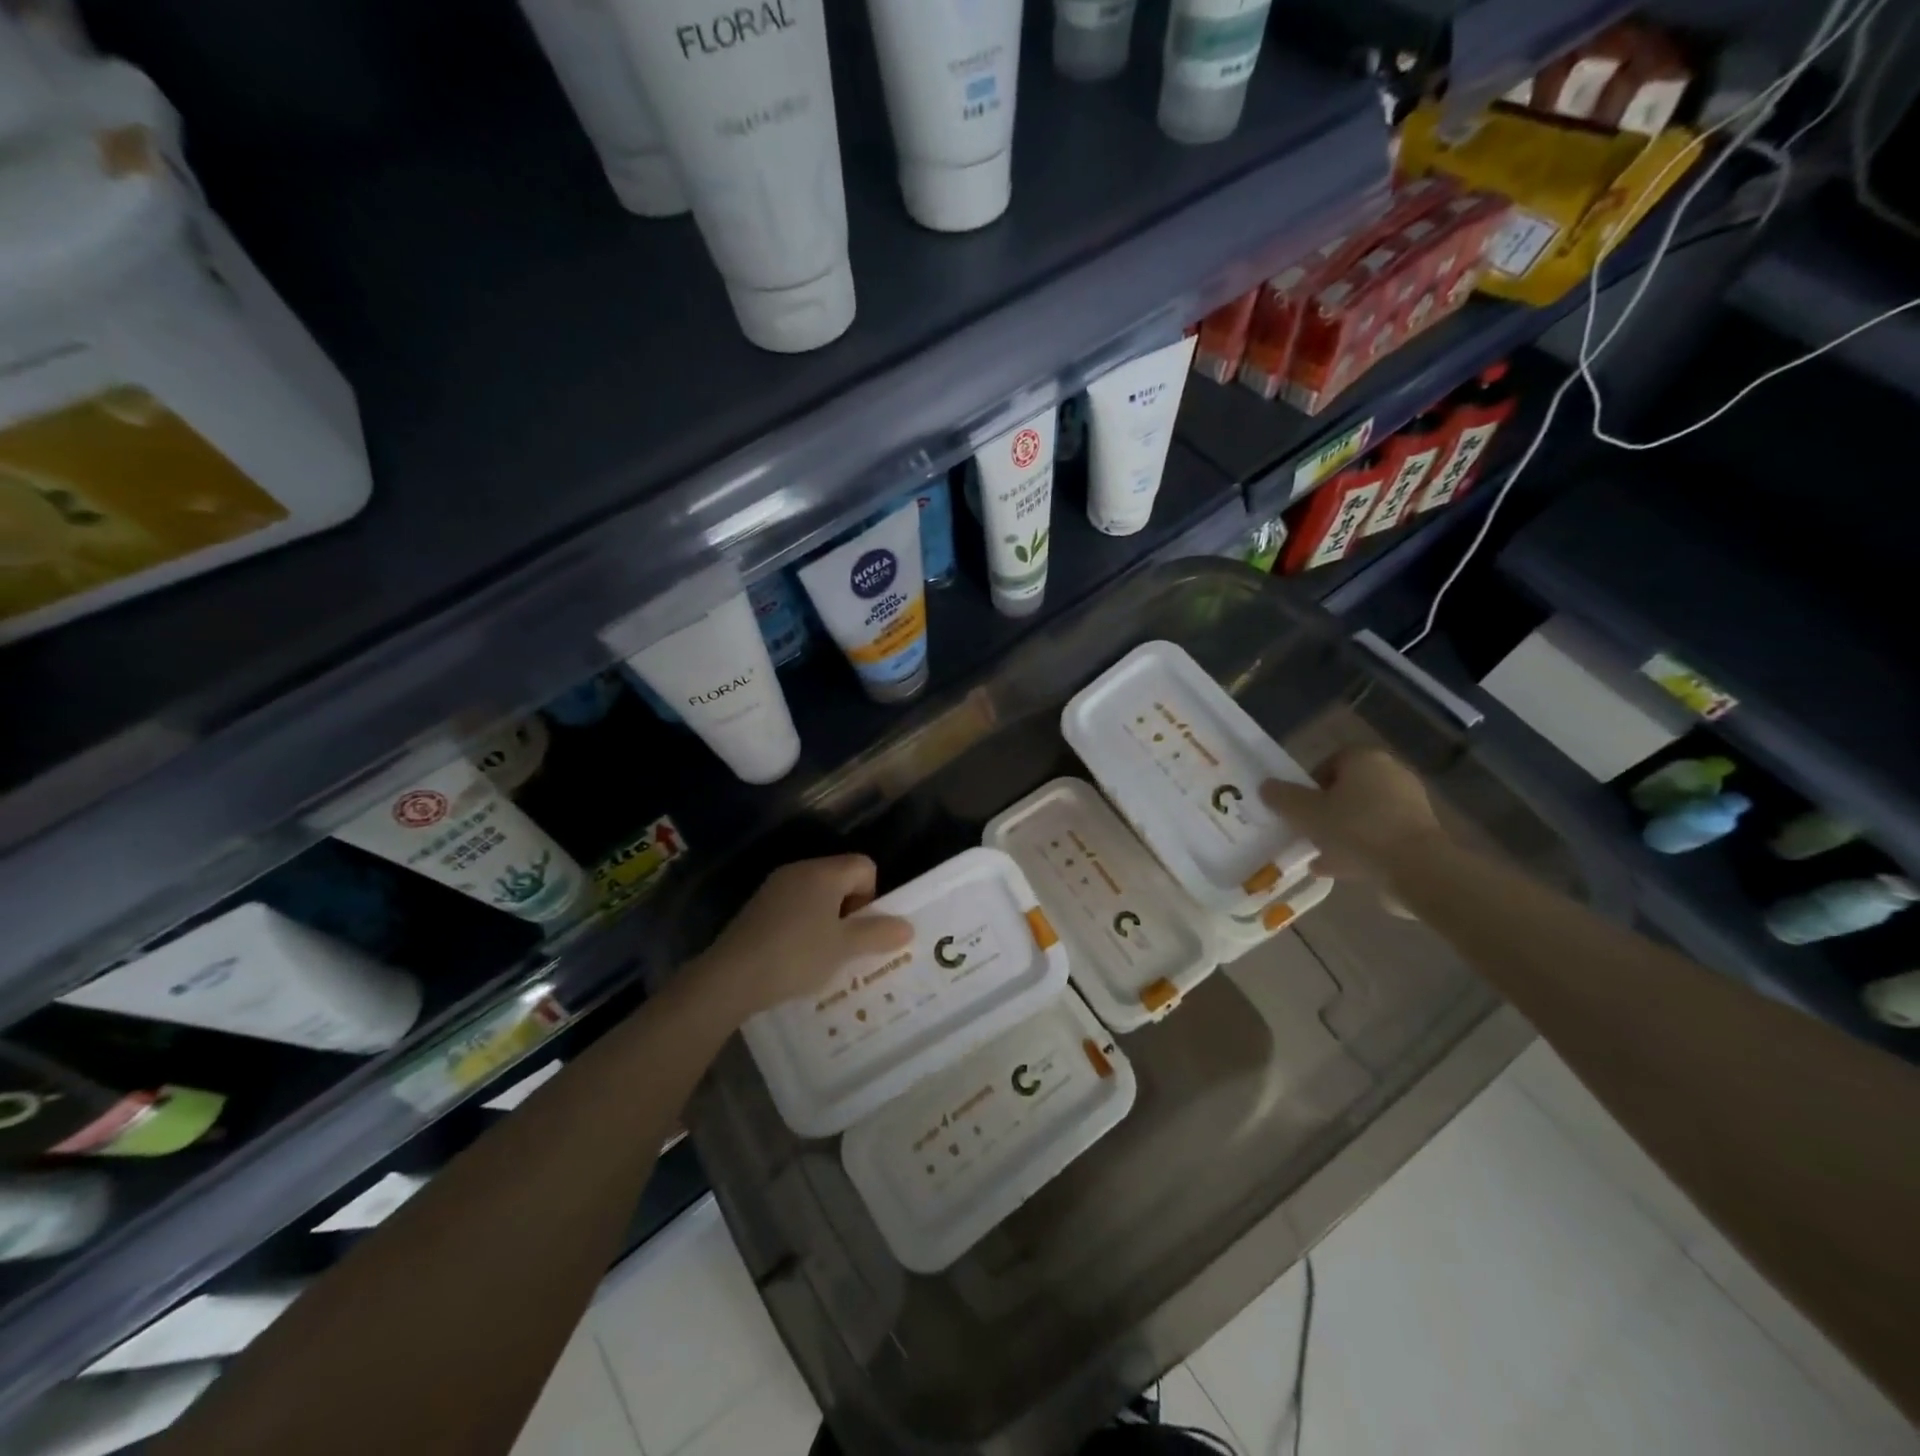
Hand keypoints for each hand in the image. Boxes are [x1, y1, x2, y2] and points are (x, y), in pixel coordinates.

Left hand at [694, 855, 913, 1020]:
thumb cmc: (796, 955)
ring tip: (822, 956)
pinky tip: (795, 957)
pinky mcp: (758, 907)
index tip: (860, 930)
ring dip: (827, 920)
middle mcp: (800, 870)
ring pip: (817, 895)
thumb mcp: (844, 948)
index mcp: (824, 872)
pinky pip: (794, 907)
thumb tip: (907, 926)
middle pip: (841, 878)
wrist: (731, 977)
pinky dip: (803, 926)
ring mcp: (775, 887)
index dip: (872, 896)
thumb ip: (878, 934)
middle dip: (850, 910)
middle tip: (845, 946)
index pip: (864, 866)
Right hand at [1261, 747, 1445, 882]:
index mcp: (1364, 759)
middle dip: (1324, 811)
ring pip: (1362, 816)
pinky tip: (1339, 870)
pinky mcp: (1420, 834)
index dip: (1308, 784)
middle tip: (1306, 831)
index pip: (1329, 762)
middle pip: (1346, 790)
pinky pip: (1379, 836)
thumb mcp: (1307, 813)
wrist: (1416, 868)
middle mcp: (1391, 774)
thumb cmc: (1356, 829)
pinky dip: (1360, 849)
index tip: (1297, 808)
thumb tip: (1266, 786)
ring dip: (1340, 833)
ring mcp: (1409, 805)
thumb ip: (1283, 798)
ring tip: (1318, 856)